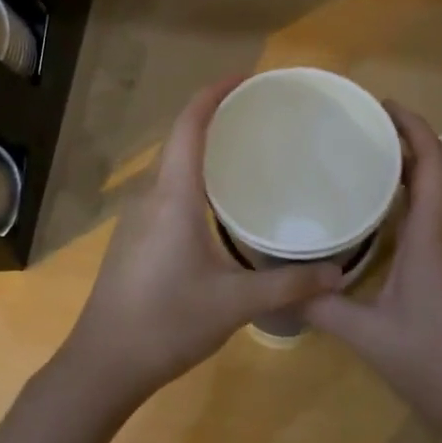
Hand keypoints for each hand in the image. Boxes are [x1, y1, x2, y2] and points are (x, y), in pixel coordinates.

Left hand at [59, 78, 340, 406]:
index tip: (244, 79)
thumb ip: (288, 284)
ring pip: (172, 165)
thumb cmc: (167, 323)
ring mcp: (138, 217)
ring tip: (246, 150)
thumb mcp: (235, 303)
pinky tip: (220, 201)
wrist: (103, 363)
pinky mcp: (135, 237)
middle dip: (214, 117)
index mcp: (173, 196)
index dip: (213, 95)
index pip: (188, 126)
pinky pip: (167, 189)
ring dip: (202, 147)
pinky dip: (194, 176)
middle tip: (259, 115)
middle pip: (179, 139)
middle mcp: (151, 196)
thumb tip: (338, 273)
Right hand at [306, 101, 441, 435]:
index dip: (413, 127)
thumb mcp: (369, 336)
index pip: (433, 162)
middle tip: (366, 131)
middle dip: (409, 141)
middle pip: (441, 169)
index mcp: (436, 234)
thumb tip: (281, 287)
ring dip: (419, 168)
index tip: (383, 106)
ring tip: (375, 162)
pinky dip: (425, 196)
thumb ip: (322, 307)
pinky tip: (396, 215)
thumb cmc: (435, 362)